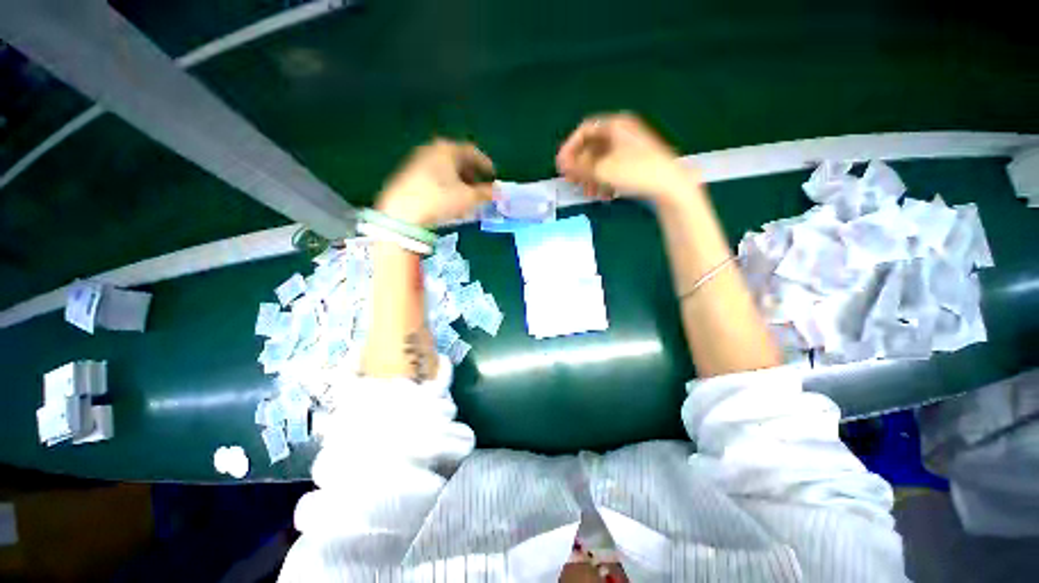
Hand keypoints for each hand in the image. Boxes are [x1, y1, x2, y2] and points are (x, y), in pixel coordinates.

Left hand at [376, 139, 494, 226]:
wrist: (401, 213)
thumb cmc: (440, 200)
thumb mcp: (468, 198)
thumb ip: (486, 193)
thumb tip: (500, 191)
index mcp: (447, 149)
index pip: (472, 151)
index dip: (485, 163)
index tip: (494, 175)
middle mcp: (431, 150)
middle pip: (457, 159)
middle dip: (471, 173)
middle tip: (480, 187)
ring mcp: (417, 161)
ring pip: (445, 168)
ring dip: (459, 180)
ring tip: (466, 196)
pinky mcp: (408, 175)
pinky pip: (434, 175)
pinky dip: (446, 184)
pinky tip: (448, 199)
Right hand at [556, 113, 694, 201]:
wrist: (670, 185)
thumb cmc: (635, 172)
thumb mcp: (602, 170)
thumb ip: (578, 166)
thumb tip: (561, 163)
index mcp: (615, 125)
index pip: (584, 130)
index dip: (569, 147)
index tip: (561, 165)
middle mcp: (622, 133)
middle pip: (592, 147)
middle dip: (580, 167)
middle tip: (571, 181)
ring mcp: (630, 148)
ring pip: (602, 161)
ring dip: (591, 178)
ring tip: (588, 193)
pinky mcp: (635, 163)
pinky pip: (613, 169)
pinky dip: (605, 181)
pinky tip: (604, 196)